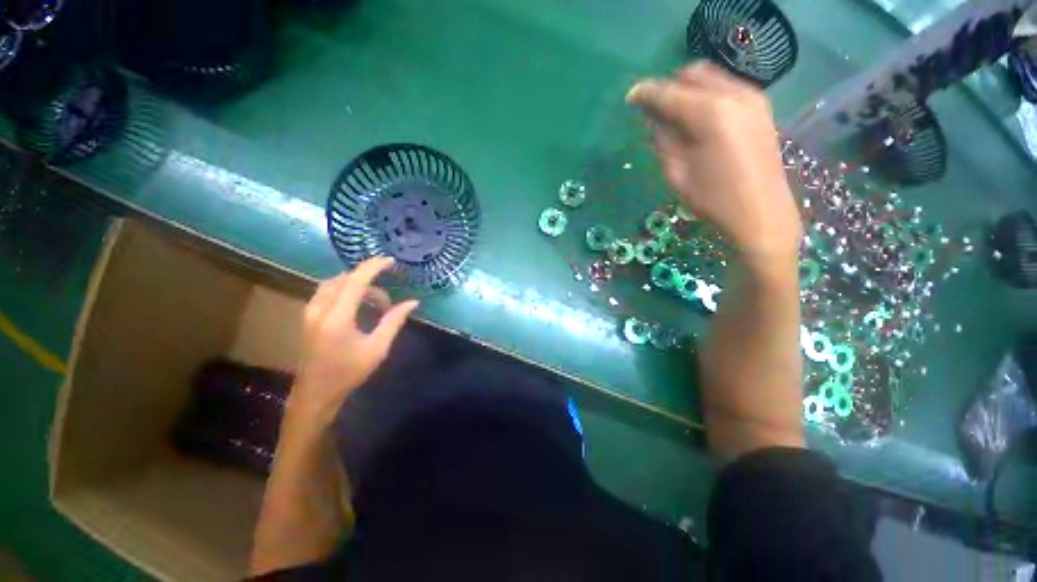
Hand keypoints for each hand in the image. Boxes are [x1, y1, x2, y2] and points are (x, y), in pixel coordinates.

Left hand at [291, 257, 418, 425]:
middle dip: (369, 282)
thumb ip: (394, 321)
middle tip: (387, 302)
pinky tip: (357, 304)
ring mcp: (310, 312)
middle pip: (344, 280)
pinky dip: (345, 290)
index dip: (373, 267)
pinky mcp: (308, 317)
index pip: (356, 281)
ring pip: (334, 284)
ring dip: (356, 286)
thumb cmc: (348, 373)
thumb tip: (413, 302)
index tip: (390, 261)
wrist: (315, 394)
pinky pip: (327, 292)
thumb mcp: (377, 348)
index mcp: (337, 318)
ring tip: (375, 303)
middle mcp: (319, 310)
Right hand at [627, 63, 800, 261]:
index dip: (646, 94)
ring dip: (688, 90)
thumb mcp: (677, 172)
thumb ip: (663, 140)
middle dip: (669, 87)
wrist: (761, 211)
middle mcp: (733, 94)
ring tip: (675, 116)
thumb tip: (654, 120)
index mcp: (709, 113)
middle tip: (654, 111)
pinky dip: (706, 95)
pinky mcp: (760, 107)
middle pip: (692, 74)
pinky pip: (726, 87)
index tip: (630, 97)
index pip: (669, 93)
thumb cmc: (713, 198)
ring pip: (711, 77)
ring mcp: (752, 97)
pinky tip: (699, 120)